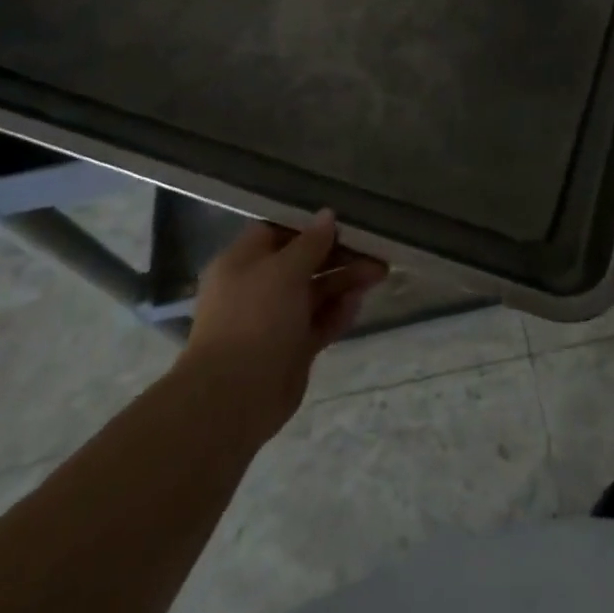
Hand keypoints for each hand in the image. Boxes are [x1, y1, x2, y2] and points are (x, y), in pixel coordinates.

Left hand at [186, 211, 387, 441]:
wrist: (234, 397)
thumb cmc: (254, 318)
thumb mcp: (284, 270)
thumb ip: (310, 243)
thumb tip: (327, 215)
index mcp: (242, 262)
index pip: (278, 231)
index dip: (309, 224)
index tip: (343, 218)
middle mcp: (258, 287)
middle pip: (303, 261)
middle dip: (338, 254)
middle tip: (375, 247)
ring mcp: (275, 320)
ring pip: (316, 292)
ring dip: (345, 281)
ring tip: (379, 272)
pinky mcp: (292, 348)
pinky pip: (320, 322)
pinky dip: (339, 312)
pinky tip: (359, 302)